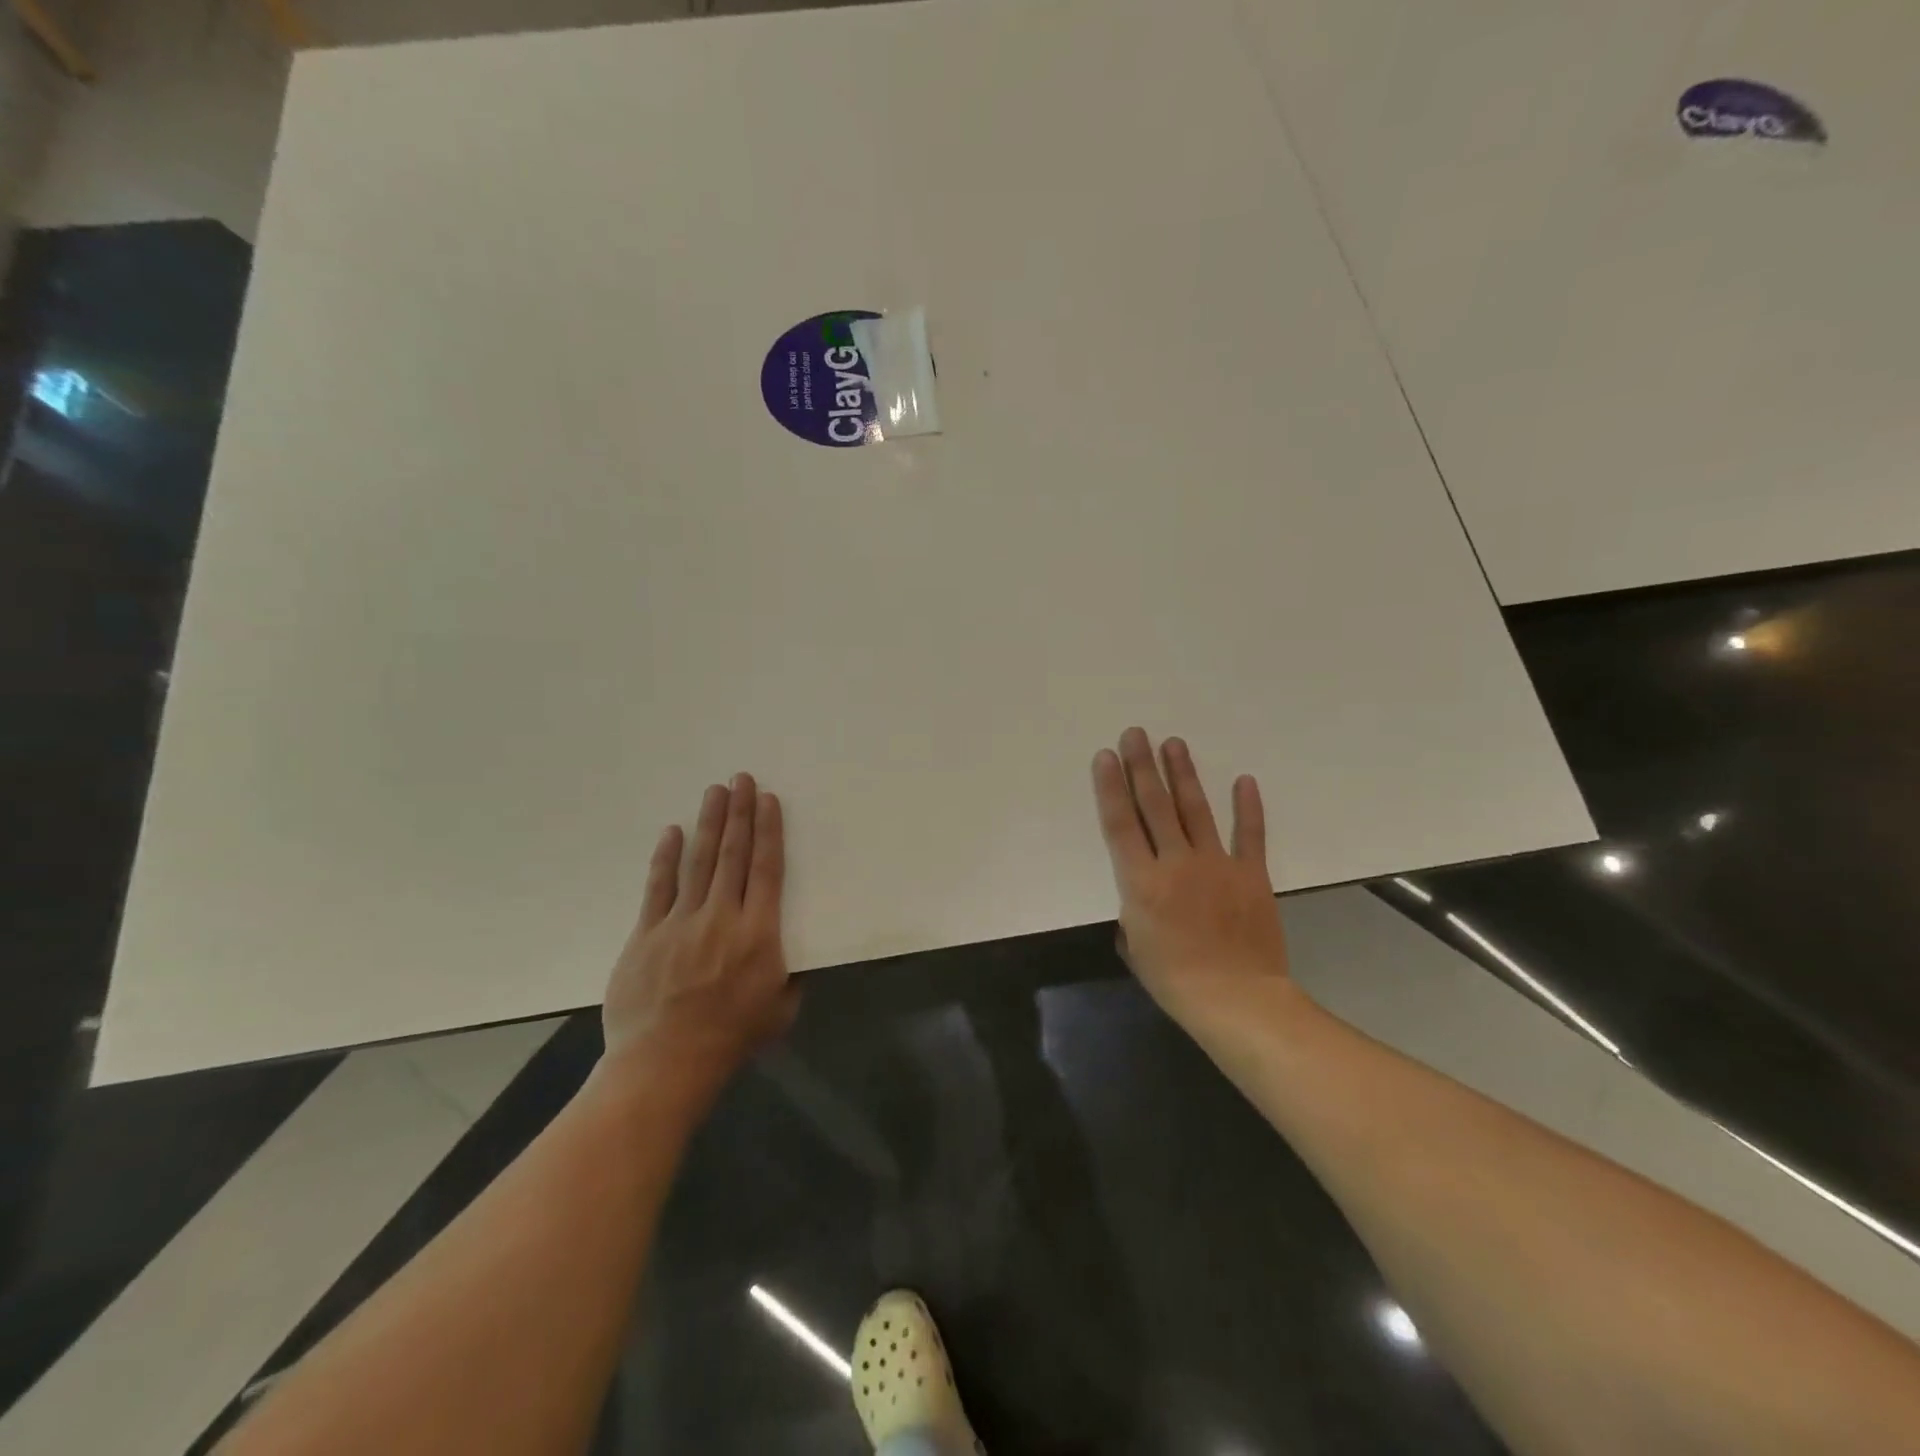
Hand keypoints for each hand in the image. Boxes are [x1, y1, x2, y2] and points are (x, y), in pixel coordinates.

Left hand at [598, 773, 797, 1102]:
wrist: (664, 1064)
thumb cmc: (731, 1038)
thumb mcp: (780, 1010)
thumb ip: (789, 976)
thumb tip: (788, 956)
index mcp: (759, 933)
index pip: (766, 869)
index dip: (768, 831)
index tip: (768, 801)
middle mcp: (721, 917)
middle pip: (733, 854)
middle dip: (740, 813)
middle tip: (741, 779)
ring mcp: (680, 922)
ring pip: (699, 861)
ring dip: (709, 823)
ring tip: (714, 791)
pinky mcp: (647, 934)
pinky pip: (658, 887)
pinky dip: (666, 858)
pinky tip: (672, 833)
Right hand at [1091, 728, 1290, 1021]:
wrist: (1237, 999)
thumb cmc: (1176, 980)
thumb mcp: (1135, 948)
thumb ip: (1132, 914)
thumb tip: (1138, 901)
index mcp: (1142, 882)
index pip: (1121, 824)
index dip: (1111, 787)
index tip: (1106, 757)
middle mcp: (1176, 862)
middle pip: (1155, 806)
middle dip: (1142, 767)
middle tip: (1136, 734)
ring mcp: (1217, 864)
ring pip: (1196, 810)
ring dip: (1183, 774)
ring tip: (1173, 743)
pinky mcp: (1251, 874)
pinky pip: (1250, 834)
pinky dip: (1248, 807)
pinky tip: (1244, 780)